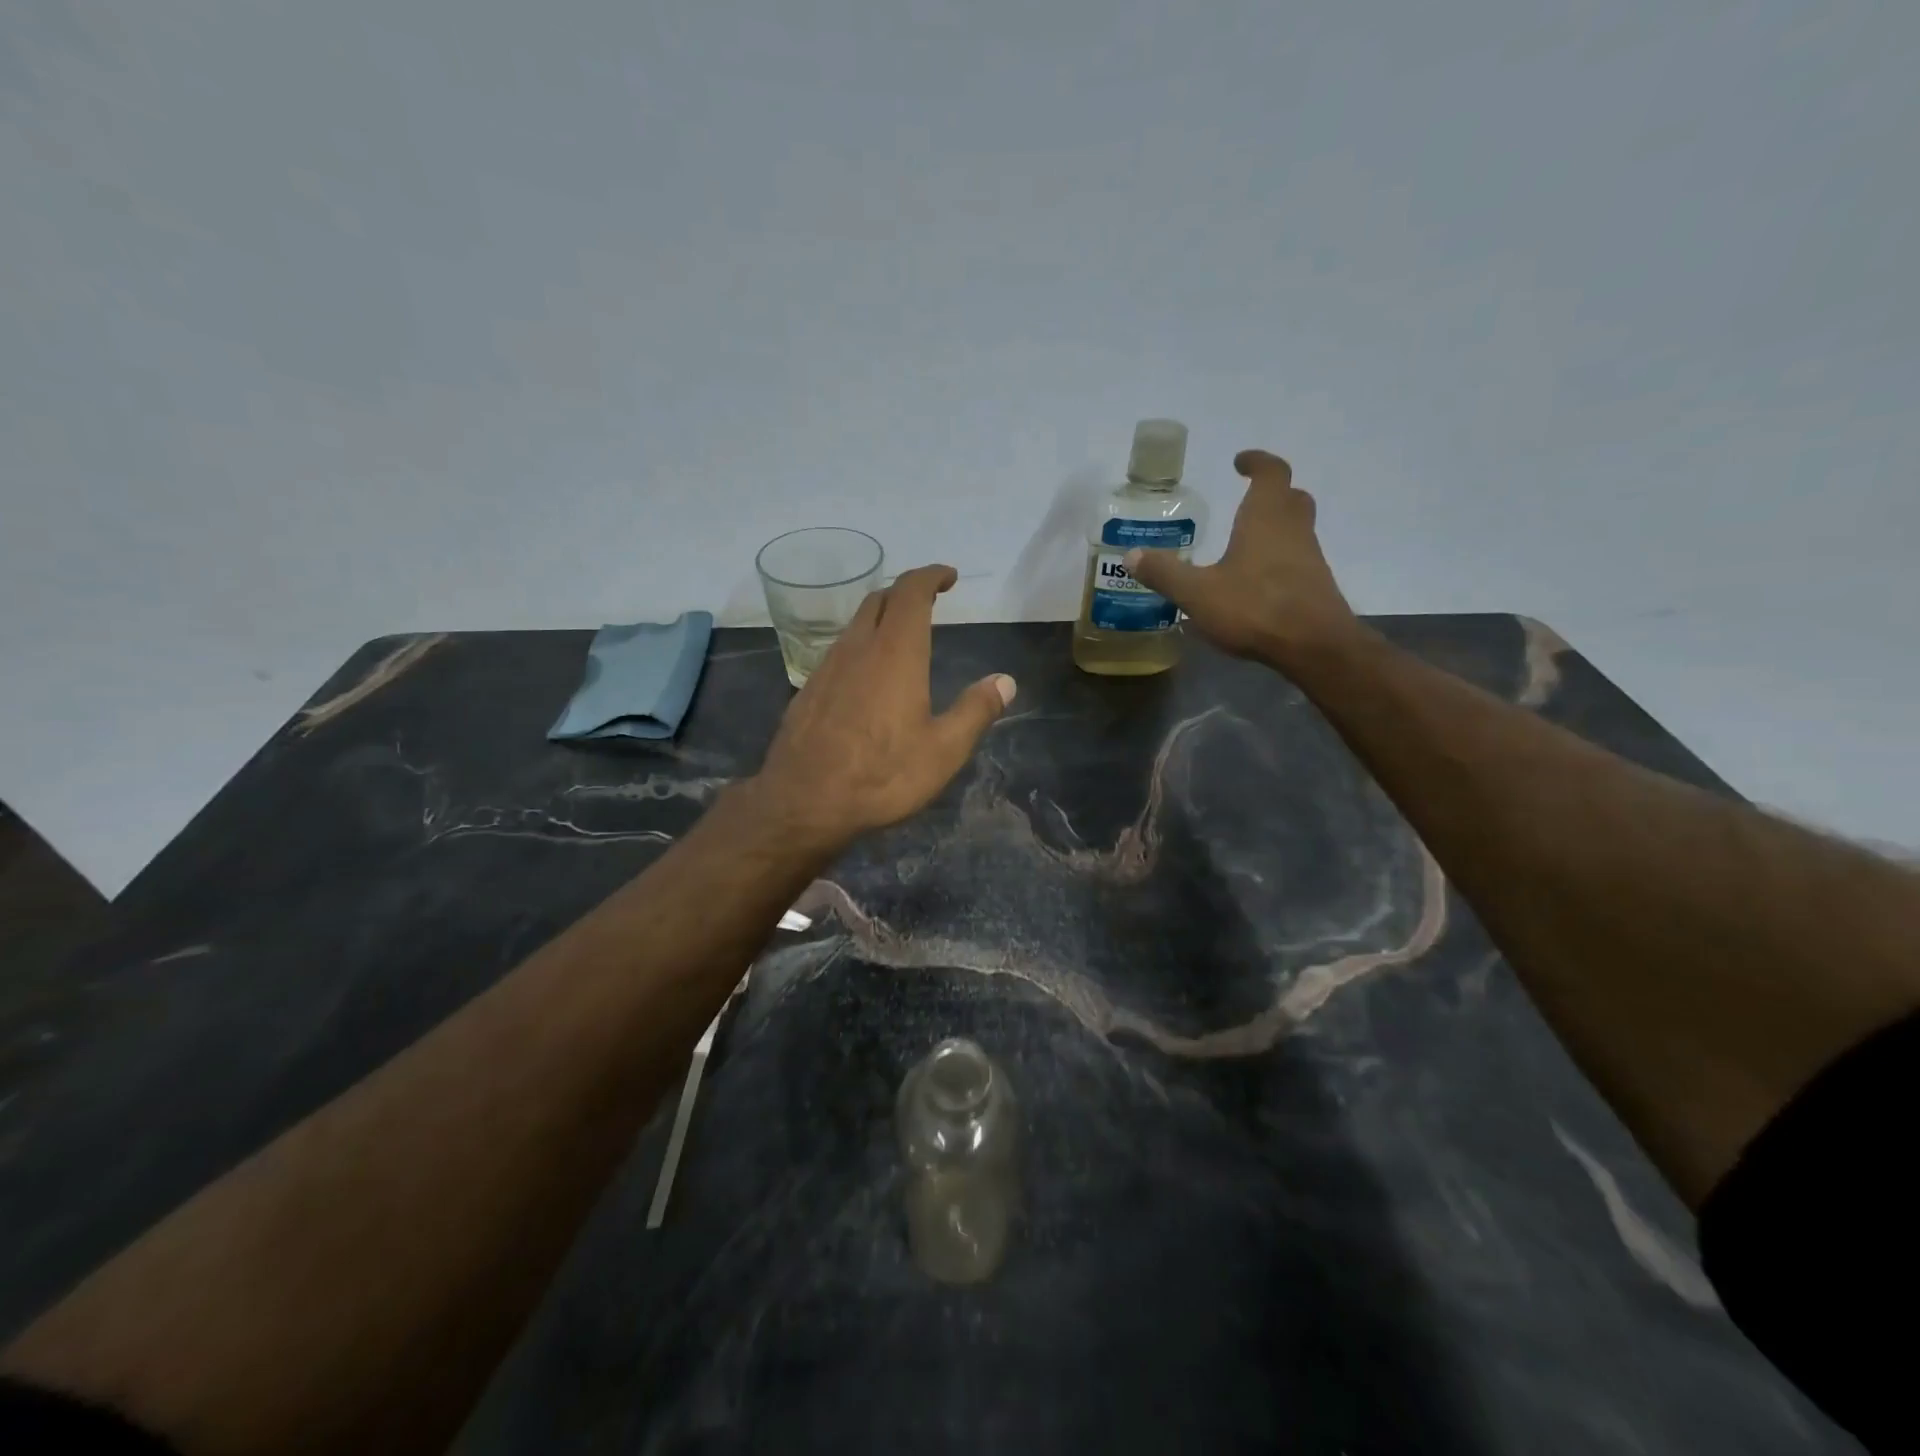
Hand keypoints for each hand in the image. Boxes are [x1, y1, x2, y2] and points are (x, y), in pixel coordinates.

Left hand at [753, 564, 1015, 851]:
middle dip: (906, 592)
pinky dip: (861, 647)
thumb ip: (976, 711)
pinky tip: (868, 678)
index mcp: (895, 653)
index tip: (948, 578)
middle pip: (879, 599)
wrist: (803, 802)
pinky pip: (839, 652)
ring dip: (881, 619)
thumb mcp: (943, 750)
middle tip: (929, 603)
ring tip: (902, 638)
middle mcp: (858, 648)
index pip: (911, 591)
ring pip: (855, 625)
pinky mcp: (809, 690)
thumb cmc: (881, 776)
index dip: (931, 576)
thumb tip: (1006, 681)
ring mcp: (827, 668)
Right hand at [1125, 449, 1360, 667]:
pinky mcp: (1315, 586)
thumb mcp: (1197, 593)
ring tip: (1245, 542)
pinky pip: (1297, 559)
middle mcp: (1293, 530)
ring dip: (1276, 528)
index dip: (1257, 462)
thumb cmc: (1254, 608)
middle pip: (1291, 498)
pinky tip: (1256, 581)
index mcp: (1265, 518)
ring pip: (1297, 529)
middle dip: (1271, 493)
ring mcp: (1309, 558)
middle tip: (1247, 499)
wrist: (1314, 646)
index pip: (1271, 473)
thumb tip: (1131, 555)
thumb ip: (1165, 573)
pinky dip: (1279, 559)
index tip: (1240, 462)